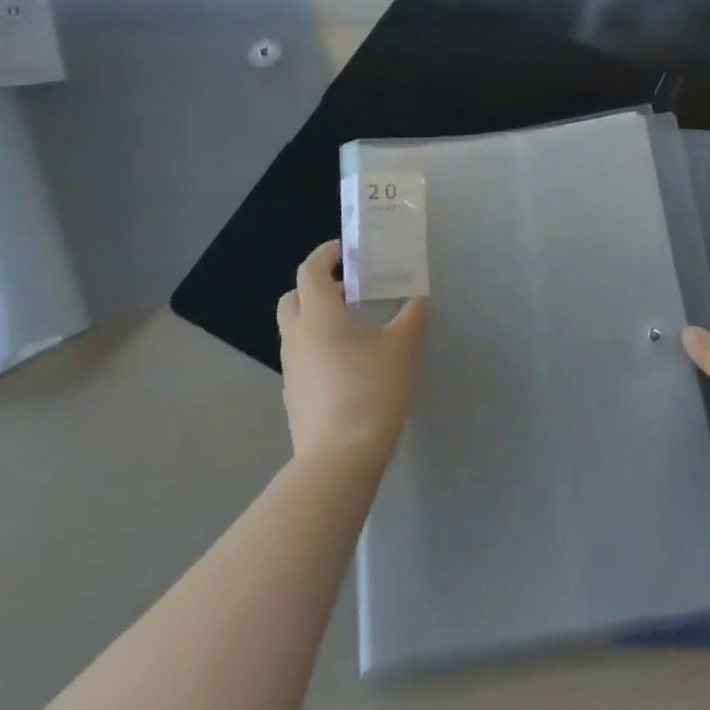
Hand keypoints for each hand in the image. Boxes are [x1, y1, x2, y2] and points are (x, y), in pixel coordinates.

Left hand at [277, 241, 426, 467]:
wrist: (339, 458)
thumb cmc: (371, 389)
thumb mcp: (402, 347)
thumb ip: (412, 317)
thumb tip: (419, 298)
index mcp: (319, 315)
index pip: (310, 269)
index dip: (326, 254)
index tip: (347, 251)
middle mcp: (297, 336)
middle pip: (293, 297)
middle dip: (316, 286)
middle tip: (349, 289)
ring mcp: (290, 369)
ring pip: (295, 329)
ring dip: (316, 319)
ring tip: (354, 328)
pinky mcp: (293, 396)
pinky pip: (301, 358)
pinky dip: (317, 348)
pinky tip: (347, 366)